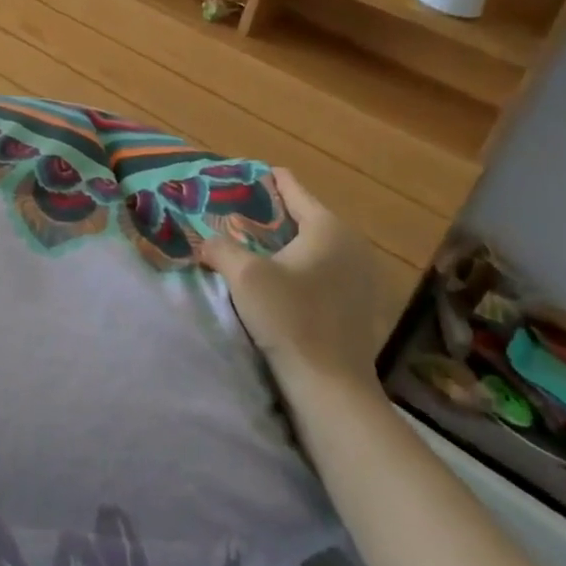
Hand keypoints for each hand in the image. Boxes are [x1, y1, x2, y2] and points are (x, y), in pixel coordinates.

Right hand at [193, 168, 383, 395]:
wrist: (331, 387)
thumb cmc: (290, 319)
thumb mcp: (244, 276)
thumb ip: (220, 247)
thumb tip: (205, 241)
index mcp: (327, 226)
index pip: (291, 187)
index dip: (261, 180)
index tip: (234, 178)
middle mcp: (350, 243)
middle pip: (303, 215)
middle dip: (269, 214)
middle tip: (233, 215)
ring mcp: (360, 274)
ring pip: (313, 244)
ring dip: (284, 243)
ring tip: (249, 246)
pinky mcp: (359, 303)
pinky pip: (323, 269)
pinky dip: (300, 266)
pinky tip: (276, 280)